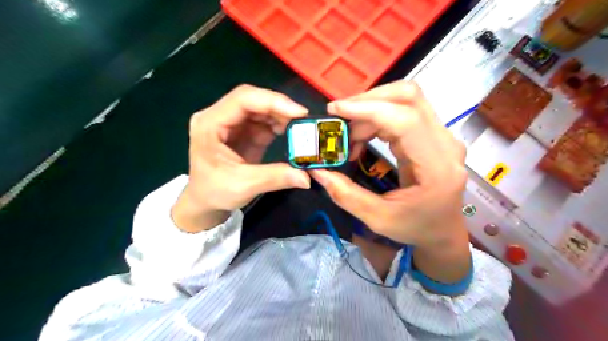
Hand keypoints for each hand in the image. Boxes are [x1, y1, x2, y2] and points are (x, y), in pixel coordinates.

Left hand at [174, 86, 309, 234]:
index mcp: (209, 124)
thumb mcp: (243, 186)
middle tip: (304, 119)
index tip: (299, 112)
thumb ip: (275, 177)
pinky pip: (265, 120)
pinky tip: (291, 131)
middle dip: (280, 106)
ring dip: (282, 114)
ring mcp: (233, 122)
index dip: (272, 101)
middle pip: (253, 99)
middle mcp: (219, 116)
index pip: (242, 99)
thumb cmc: (214, 191)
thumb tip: (306, 177)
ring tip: (300, 127)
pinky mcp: (245, 130)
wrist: (206, 200)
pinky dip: (280, 123)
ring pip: (261, 107)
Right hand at [309, 79, 468, 284]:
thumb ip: (346, 195)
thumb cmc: (416, 228)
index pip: (405, 120)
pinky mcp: (431, 133)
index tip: (335, 111)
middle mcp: (445, 144)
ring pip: (405, 100)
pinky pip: (402, 111)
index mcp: (437, 167)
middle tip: (338, 118)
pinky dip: (376, 117)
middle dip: (367, 101)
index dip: (368, 108)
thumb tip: (318, 171)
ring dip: (370, 109)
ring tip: (347, 135)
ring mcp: (441, 135)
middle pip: (408, 98)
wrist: (443, 229)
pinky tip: (361, 136)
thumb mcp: (378, 219)